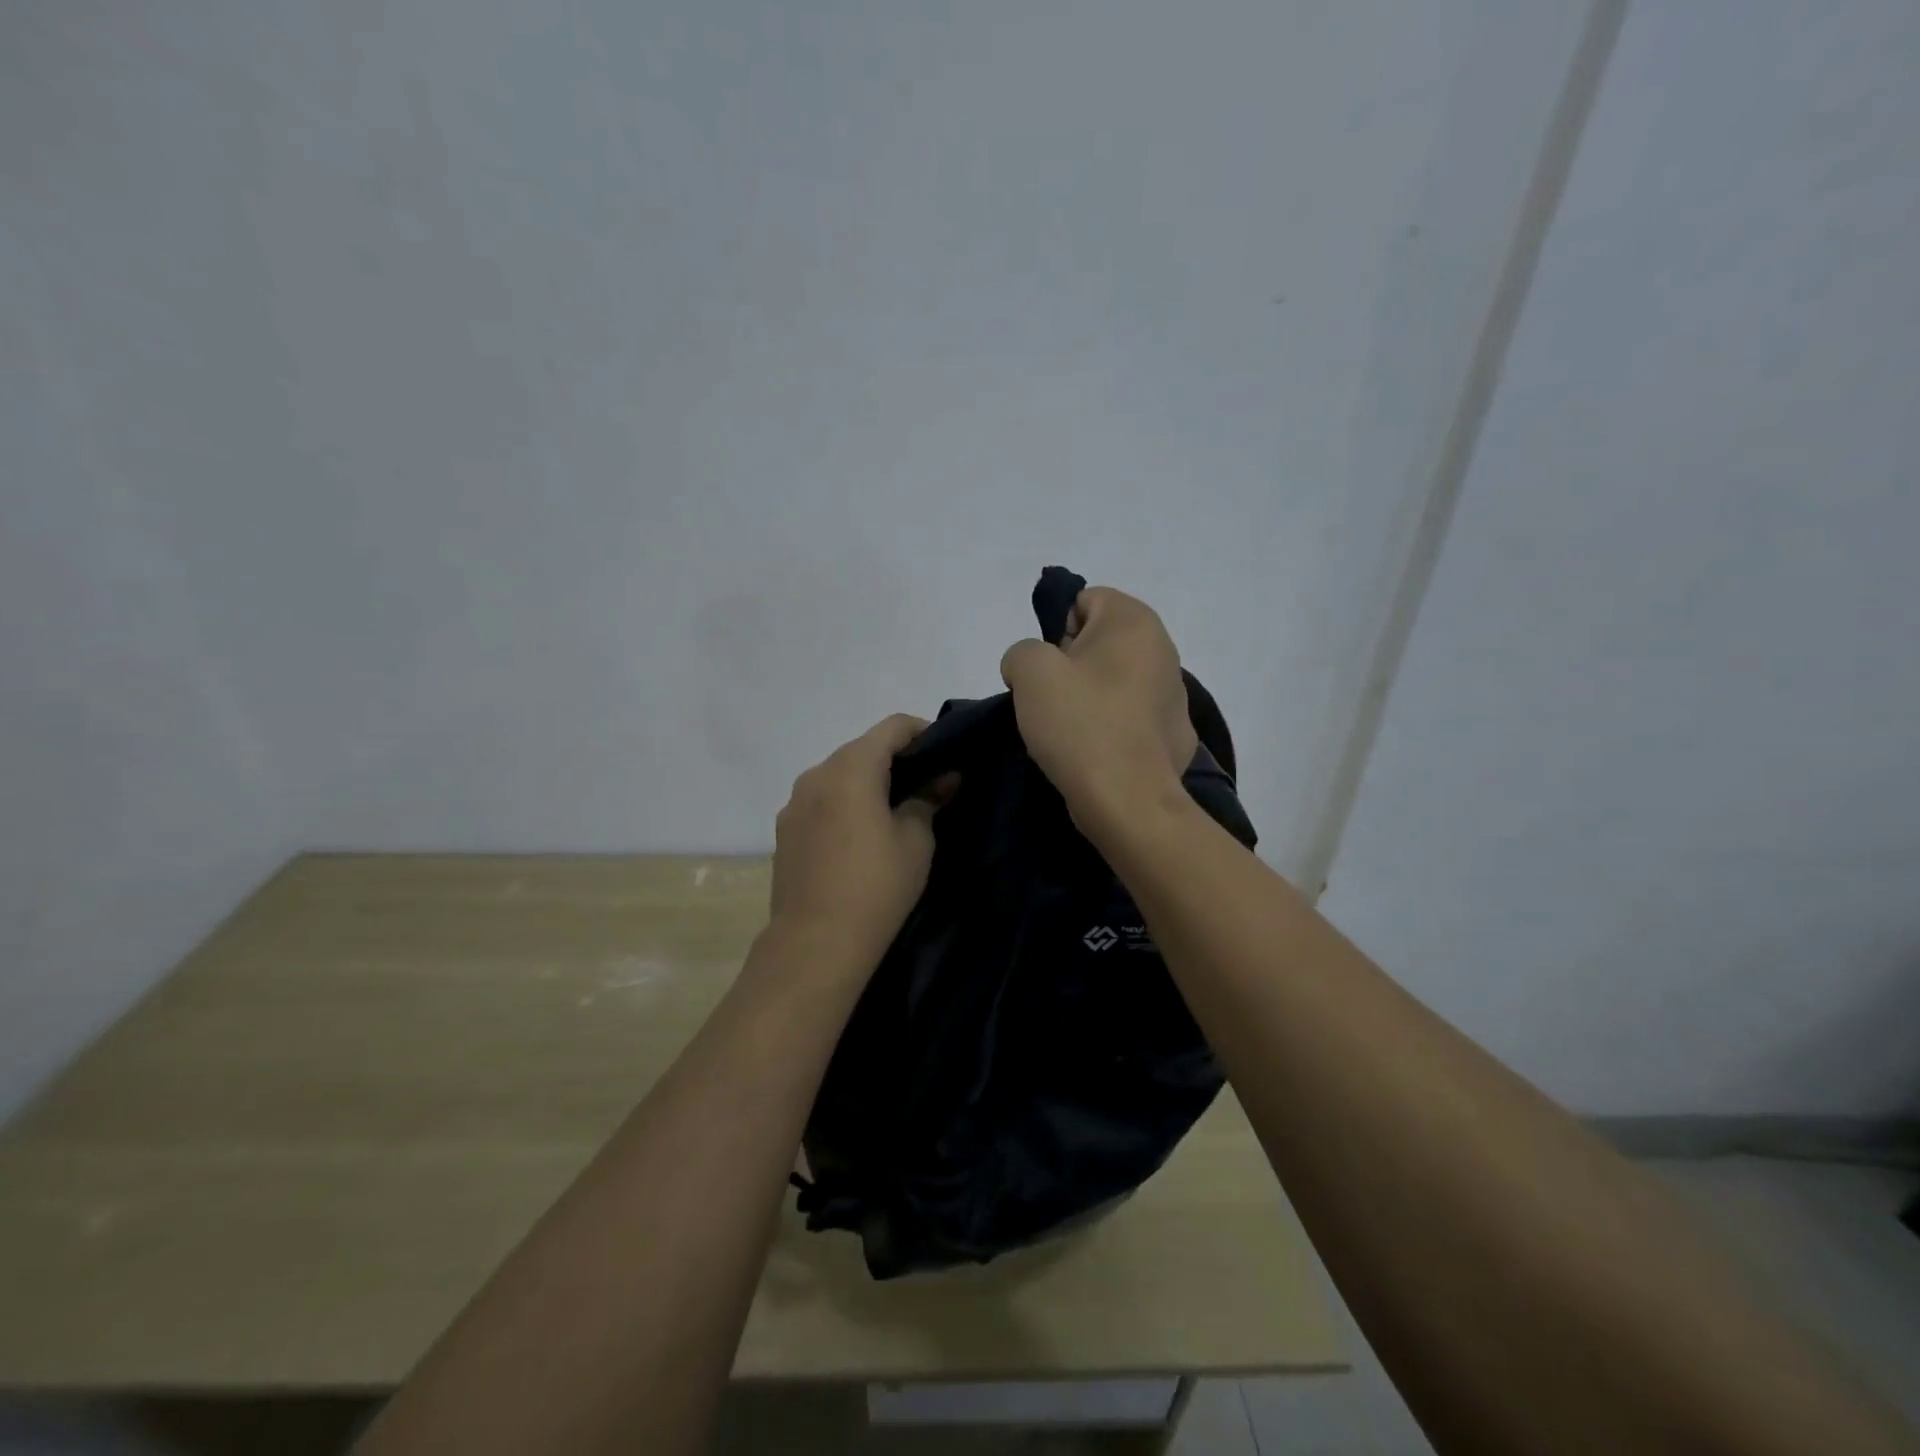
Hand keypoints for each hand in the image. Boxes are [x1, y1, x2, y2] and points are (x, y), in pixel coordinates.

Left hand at [769, 714, 951, 962]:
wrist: (816, 942)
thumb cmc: (877, 886)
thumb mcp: (916, 841)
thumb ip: (928, 799)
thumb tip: (944, 777)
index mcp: (851, 769)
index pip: (892, 727)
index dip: (922, 731)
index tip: (945, 751)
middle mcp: (816, 774)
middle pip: (862, 749)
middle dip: (895, 758)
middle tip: (926, 783)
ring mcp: (794, 803)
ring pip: (838, 775)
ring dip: (867, 782)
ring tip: (893, 810)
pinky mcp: (784, 830)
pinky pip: (821, 801)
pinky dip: (844, 803)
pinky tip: (860, 835)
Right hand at [1000, 586, 1197, 832]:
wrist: (1126, 800)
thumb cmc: (1079, 724)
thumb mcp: (1029, 671)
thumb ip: (1022, 651)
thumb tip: (1034, 668)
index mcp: (1135, 622)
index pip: (1085, 601)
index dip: (1055, 630)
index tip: (1047, 670)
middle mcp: (1164, 649)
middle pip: (1100, 642)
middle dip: (1072, 665)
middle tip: (1052, 700)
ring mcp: (1175, 695)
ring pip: (1114, 681)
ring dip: (1091, 697)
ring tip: (1071, 733)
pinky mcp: (1175, 735)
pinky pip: (1130, 718)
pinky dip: (1112, 728)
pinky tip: (1097, 753)